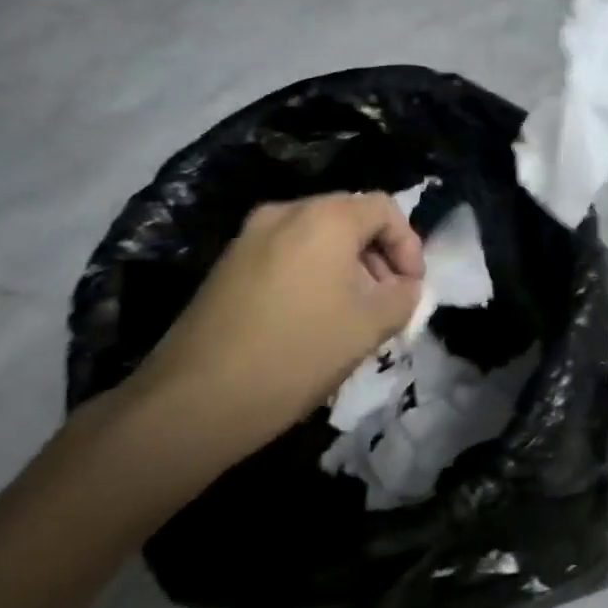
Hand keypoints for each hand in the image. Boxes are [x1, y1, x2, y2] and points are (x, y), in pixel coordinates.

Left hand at [77, 193, 424, 497]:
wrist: (196, 399)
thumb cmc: (297, 354)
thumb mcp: (368, 327)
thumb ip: (403, 297)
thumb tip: (405, 287)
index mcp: (324, 218)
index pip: (383, 208)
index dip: (408, 245)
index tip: (412, 288)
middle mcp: (284, 212)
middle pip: (348, 218)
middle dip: (377, 257)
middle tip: (386, 303)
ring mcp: (249, 237)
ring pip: (315, 238)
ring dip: (346, 268)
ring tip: (351, 316)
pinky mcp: (227, 264)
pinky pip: (285, 254)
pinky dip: (312, 275)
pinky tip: (311, 321)